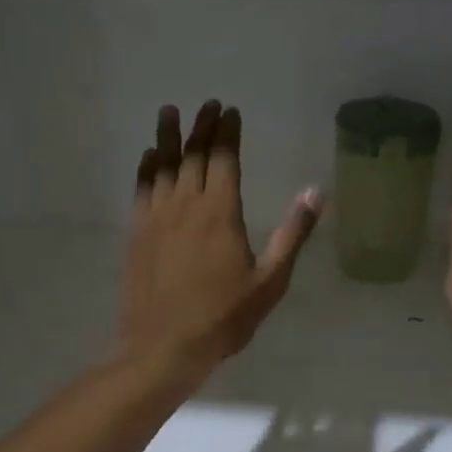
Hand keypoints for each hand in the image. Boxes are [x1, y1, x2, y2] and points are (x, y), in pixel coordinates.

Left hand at [116, 101, 321, 378]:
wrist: (162, 347)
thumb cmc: (223, 317)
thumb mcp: (270, 281)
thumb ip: (292, 234)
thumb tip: (315, 192)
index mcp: (221, 213)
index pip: (224, 159)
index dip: (227, 133)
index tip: (229, 111)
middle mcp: (186, 205)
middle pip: (193, 155)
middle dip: (201, 127)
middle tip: (207, 104)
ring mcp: (156, 217)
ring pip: (163, 166)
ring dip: (168, 137)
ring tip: (170, 111)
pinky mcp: (136, 233)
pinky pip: (141, 189)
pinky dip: (146, 168)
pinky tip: (148, 157)